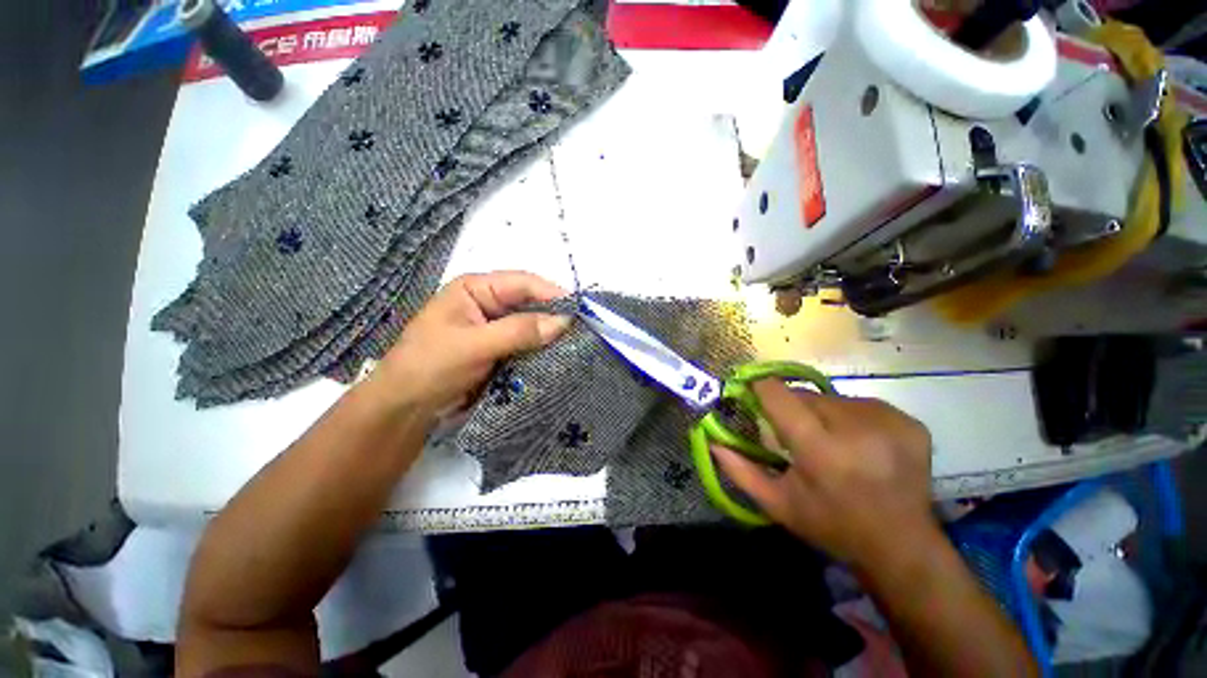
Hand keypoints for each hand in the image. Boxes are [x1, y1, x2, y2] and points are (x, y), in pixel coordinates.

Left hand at [373, 271, 570, 414]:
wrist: (405, 409)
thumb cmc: (431, 367)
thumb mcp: (475, 345)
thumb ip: (519, 331)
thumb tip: (564, 321)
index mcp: (476, 288)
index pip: (522, 283)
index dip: (552, 293)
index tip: (581, 309)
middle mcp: (488, 303)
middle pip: (530, 302)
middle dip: (555, 314)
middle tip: (584, 328)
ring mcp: (495, 327)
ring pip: (531, 324)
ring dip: (550, 334)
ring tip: (577, 342)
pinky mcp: (500, 349)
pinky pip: (527, 344)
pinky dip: (542, 349)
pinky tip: (558, 355)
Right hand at [713, 380, 935, 570]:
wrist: (901, 546)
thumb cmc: (831, 525)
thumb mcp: (776, 504)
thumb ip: (738, 469)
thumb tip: (711, 437)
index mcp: (820, 451)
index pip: (779, 394)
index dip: (761, 389)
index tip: (753, 395)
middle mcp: (856, 429)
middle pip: (805, 395)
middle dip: (792, 408)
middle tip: (796, 435)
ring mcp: (888, 423)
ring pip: (832, 397)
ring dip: (821, 413)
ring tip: (830, 441)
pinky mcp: (909, 422)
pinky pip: (862, 403)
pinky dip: (851, 417)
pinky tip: (859, 442)